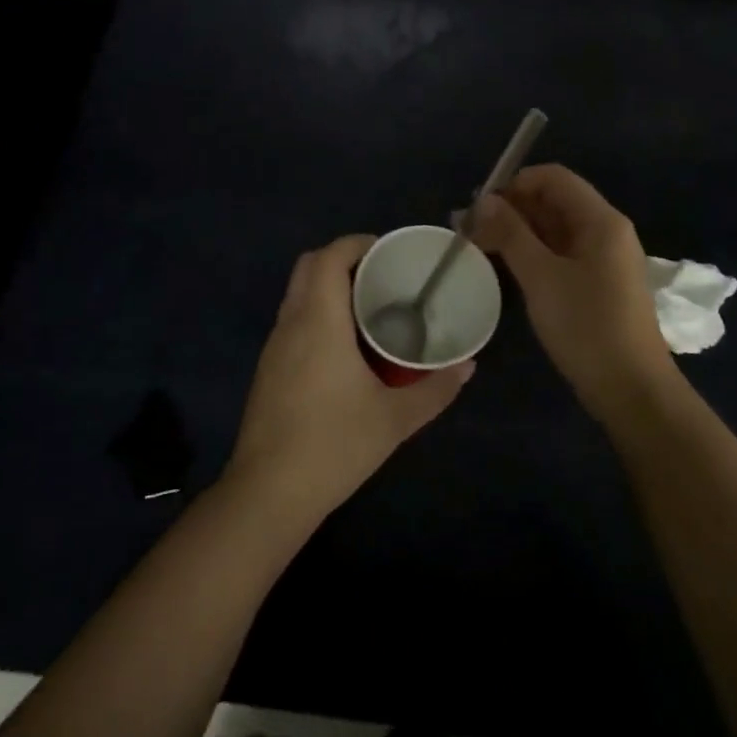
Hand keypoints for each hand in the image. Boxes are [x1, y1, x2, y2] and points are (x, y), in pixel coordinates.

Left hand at [227, 235, 472, 521]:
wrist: (268, 493)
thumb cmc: (334, 445)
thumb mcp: (394, 419)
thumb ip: (434, 390)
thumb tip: (468, 366)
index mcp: (319, 321)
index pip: (329, 257)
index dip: (357, 243)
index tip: (387, 252)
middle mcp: (291, 323)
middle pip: (308, 266)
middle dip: (342, 259)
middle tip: (381, 277)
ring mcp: (274, 346)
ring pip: (297, 293)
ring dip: (327, 286)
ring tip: (368, 307)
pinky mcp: (268, 368)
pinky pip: (292, 319)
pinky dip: (316, 312)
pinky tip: (343, 346)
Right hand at [472, 164, 677, 419]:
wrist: (631, 389)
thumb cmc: (586, 326)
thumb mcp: (541, 276)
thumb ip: (511, 233)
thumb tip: (484, 201)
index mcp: (601, 220)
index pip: (553, 178)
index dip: (514, 184)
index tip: (479, 206)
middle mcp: (606, 231)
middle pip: (553, 201)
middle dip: (510, 208)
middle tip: (468, 228)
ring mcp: (604, 258)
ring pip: (554, 229)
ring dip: (517, 231)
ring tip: (477, 245)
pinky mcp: (598, 283)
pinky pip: (560, 253)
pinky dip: (532, 252)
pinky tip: (505, 265)